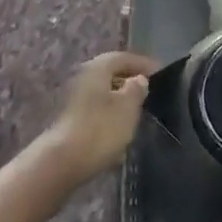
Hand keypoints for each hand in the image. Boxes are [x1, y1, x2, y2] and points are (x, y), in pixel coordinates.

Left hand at [46, 52, 156, 182]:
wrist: (62, 163)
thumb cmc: (100, 129)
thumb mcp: (128, 107)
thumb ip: (137, 89)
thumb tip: (138, 80)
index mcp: (97, 68)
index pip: (123, 57)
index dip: (143, 64)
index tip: (159, 73)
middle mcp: (82, 78)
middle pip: (111, 75)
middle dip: (130, 82)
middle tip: (149, 92)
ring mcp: (73, 100)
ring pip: (103, 94)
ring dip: (120, 101)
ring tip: (138, 113)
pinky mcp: (70, 121)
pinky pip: (96, 112)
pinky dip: (109, 117)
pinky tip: (120, 132)